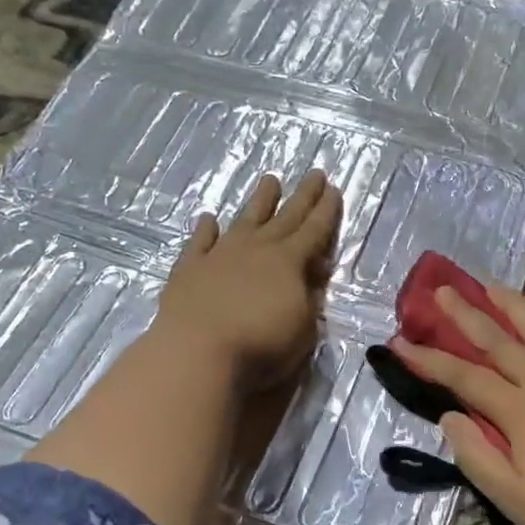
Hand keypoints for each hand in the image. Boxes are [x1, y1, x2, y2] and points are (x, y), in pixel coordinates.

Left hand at [152, 171, 341, 394]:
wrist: (198, 352)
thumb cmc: (260, 346)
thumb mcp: (303, 329)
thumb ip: (309, 299)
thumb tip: (311, 277)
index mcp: (288, 262)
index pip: (314, 230)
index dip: (326, 211)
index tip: (335, 189)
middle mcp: (256, 249)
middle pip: (285, 217)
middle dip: (303, 196)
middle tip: (315, 173)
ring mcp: (220, 255)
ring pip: (245, 220)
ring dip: (259, 200)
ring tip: (270, 179)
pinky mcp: (190, 268)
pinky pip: (200, 242)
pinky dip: (205, 229)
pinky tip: (208, 218)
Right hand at [391, 286, 524, 524]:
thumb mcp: (514, 499)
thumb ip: (476, 456)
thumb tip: (449, 416)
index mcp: (519, 412)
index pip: (463, 378)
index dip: (429, 359)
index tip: (399, 341)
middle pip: (500, 343)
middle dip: (467, 316)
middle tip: (445, 289)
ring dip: (517, 308)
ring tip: (496, 286)